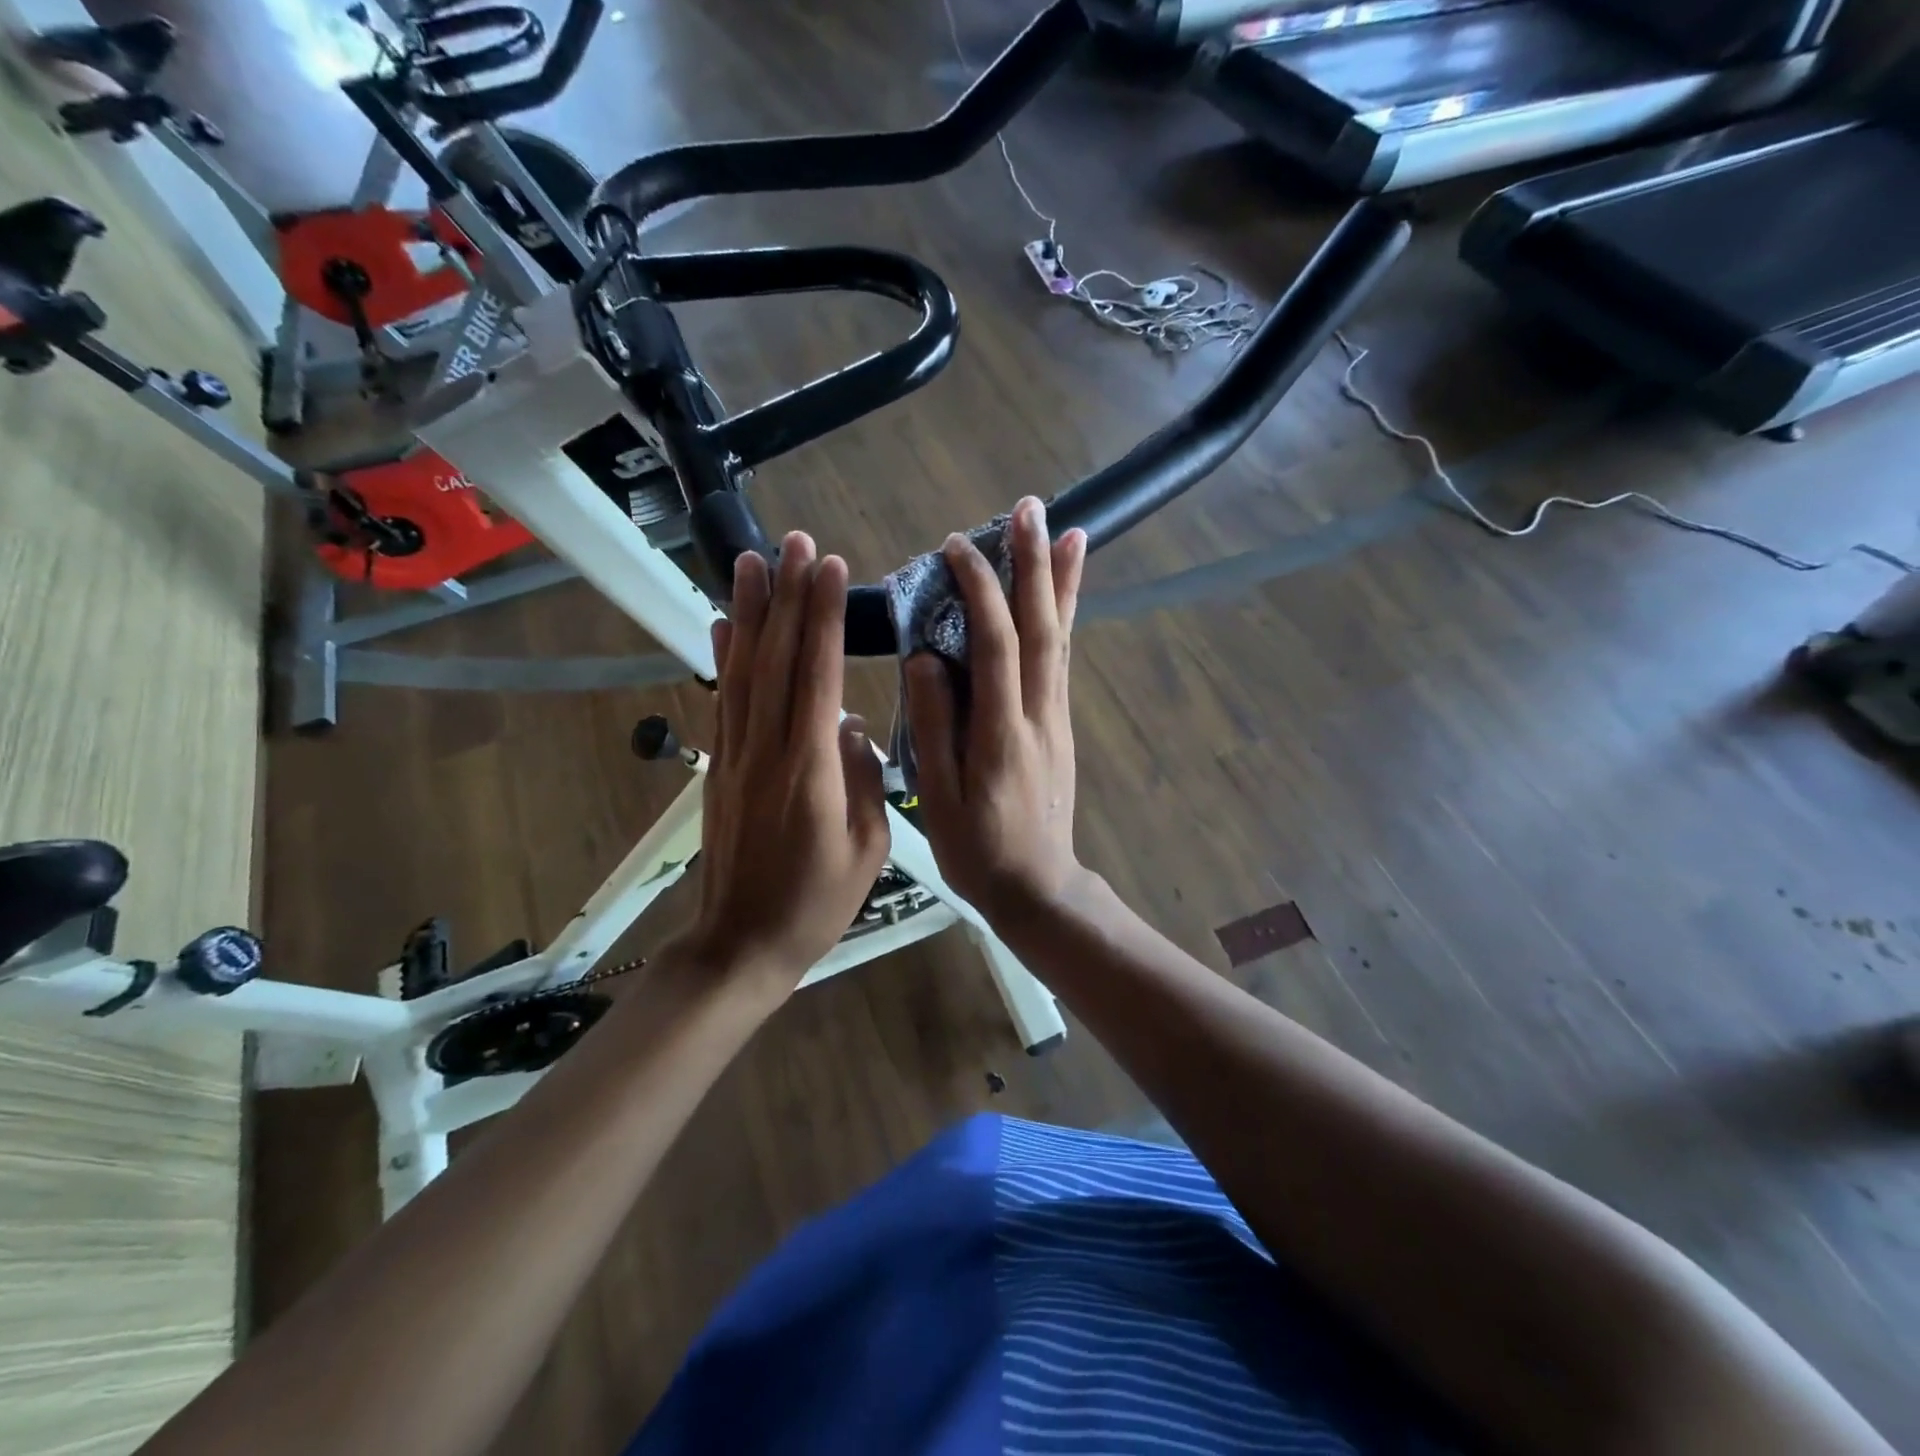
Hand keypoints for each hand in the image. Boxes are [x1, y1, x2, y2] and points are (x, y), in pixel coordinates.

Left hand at [681, 534, 890, 989]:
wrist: (743, 943)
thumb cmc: (818, 902)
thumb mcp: (867, 847)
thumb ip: (863, 778)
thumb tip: (849, 723)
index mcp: (810, 770)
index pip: (817, 676)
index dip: (824, 618)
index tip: (832, 567)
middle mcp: (767, 749)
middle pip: (775, 659)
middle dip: (787, 595)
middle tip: (795, 540)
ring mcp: (736, 755)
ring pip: (742, 670)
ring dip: (749, 612)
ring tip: (752, 559)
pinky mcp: (719, 766)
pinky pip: (722, 700)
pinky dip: (722, 656)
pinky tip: (722, 622)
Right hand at [905, 497, 1087, 925]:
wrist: (1037, 886)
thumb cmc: (977, 849)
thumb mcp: (939, 797)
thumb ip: (935, 726)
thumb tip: (924, 657)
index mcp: (1002, 733)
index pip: (996, 646)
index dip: (979, 591)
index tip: (956, 548)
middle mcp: (1040, 714)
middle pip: (1042, 628)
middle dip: (1034, 565)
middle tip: (1029, 509)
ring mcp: (1057, 717)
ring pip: (1062, 639)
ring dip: (1061, 582)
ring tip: (1066, 530)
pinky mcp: (1060, 723)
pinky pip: (1064, 659)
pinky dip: (1067, 618)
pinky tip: (1066, 592)